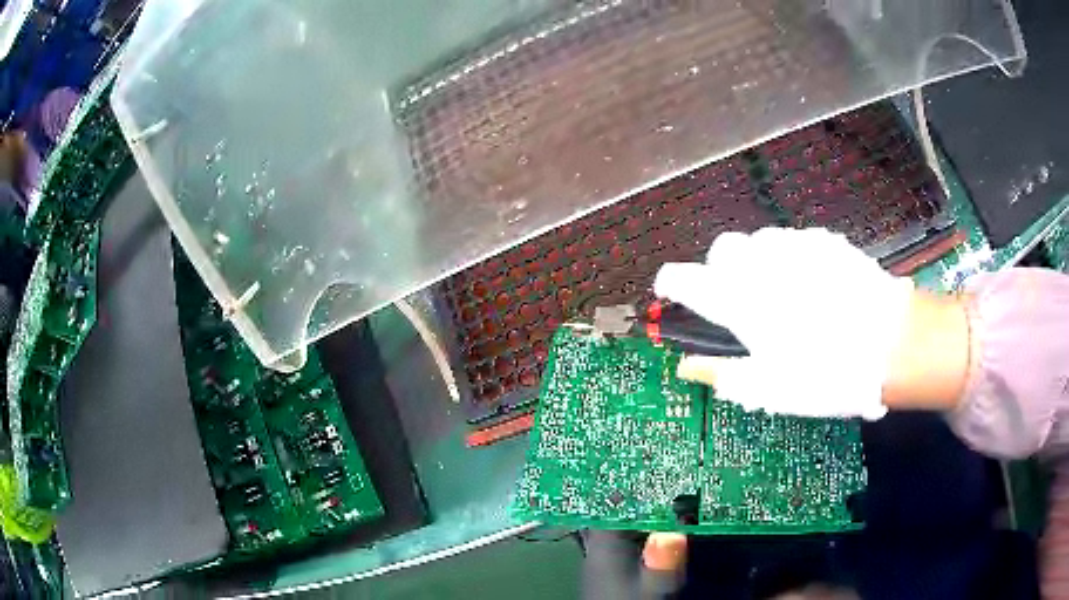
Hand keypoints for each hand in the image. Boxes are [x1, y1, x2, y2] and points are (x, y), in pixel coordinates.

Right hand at [654, 228, 915, 419]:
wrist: (890, 343)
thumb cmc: (824, 373)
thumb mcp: (768, 388)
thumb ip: (722, 373)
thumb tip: (686, 367)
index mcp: (737, 300)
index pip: (683, 278)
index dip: (672, 285)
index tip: (676, 295)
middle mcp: (759, 263)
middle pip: (722, 249)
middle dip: (722, 271)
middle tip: (742, 303)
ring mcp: (794, 246)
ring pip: (759, 242)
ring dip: (758, 264)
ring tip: (783, 295)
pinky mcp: (823, 241)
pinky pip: (794, 243)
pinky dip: (791, 260)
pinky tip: (814, 286)